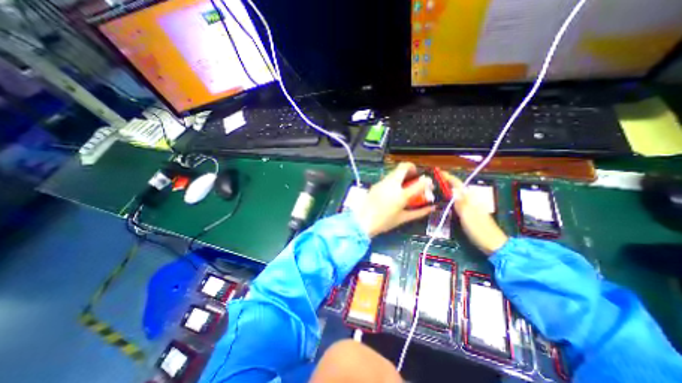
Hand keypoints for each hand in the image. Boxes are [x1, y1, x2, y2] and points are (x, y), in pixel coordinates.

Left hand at [351, 162, 436, 237]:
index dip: (427, 181)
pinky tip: (394, 189)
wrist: (361, 221)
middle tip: (415, 176)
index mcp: (401, 195)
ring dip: (402, 173)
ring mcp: (382, 182)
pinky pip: (387, 177)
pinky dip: (394, 179)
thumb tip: (431, 208)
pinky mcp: (376, 184)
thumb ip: (419, 212)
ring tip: (405, 183)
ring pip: (394, 171)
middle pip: (403, 167)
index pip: (420, 183)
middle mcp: (391, 185)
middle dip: (411, 168)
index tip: (428, 183)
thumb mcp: (403, 218)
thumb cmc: (383, 222)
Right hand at [443, 172, 504, 255]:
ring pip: (457, 195)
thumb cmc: (479, 230)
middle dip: (446, 183)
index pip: (459, 184)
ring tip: (436, 190)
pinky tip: (445, 202)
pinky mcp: (469, 213)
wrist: (493, 244)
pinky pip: (458, 202)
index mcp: (471, 199)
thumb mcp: (467, 216)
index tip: (439, 173)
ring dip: (448, 191)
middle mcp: (471, 200)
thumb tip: (452, 190)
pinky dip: (450, 199)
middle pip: (457, 188)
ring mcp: (471, 207)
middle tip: (433, 182)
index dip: (449, 177)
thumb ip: (459, 202)